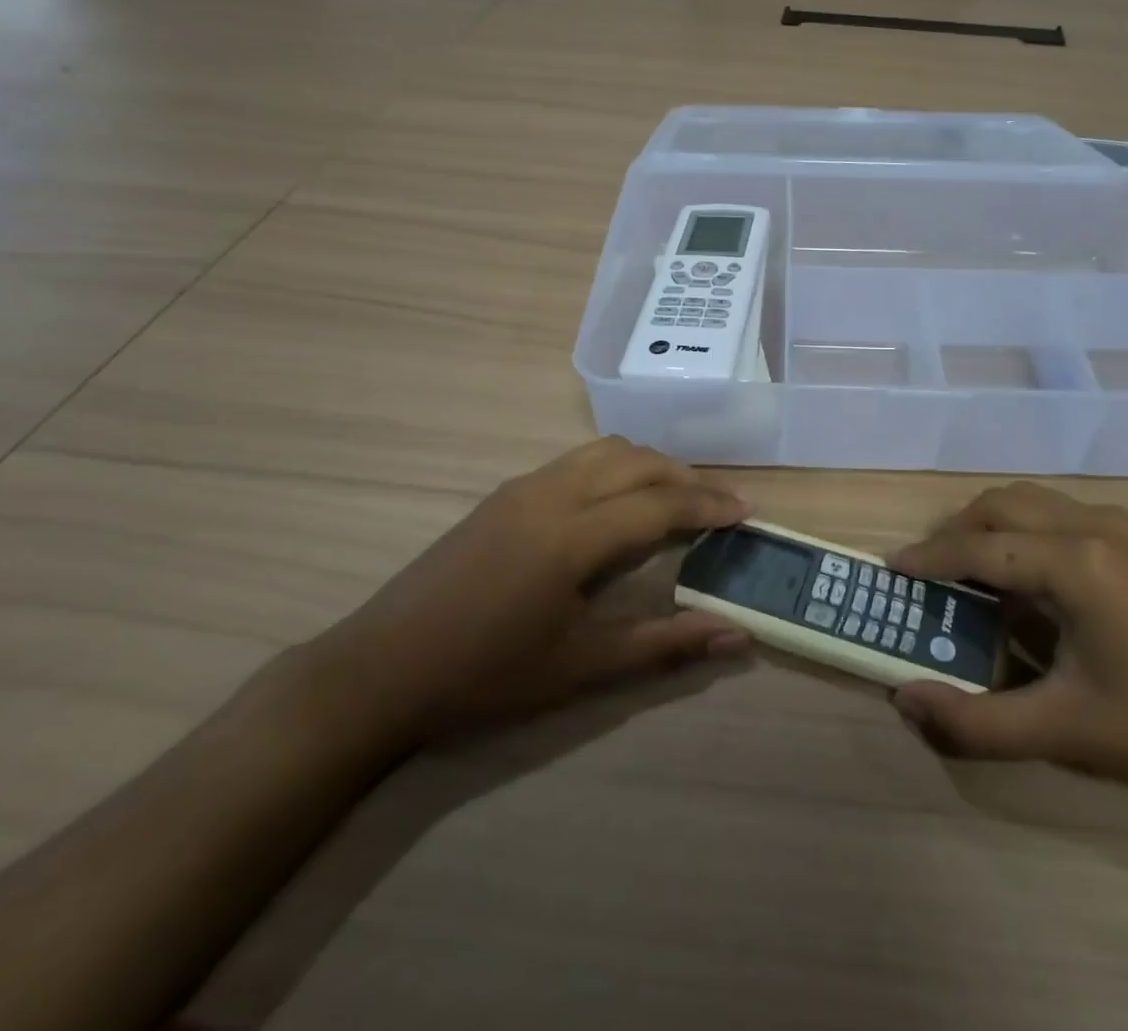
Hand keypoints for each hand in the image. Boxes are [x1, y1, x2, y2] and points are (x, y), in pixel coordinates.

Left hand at [305, 438, 751, 749]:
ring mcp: (524, 487)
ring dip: (650, 467)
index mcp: (573, 535)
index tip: (746, 513)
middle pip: (638, 462)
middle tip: (720, 508)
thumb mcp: (582, 666)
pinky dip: (616, 469)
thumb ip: (666, 645)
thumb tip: (738, 636)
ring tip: (676, 500)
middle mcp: (553, 493)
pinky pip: (577, 461)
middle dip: (687, 478)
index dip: (709, 504)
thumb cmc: (486, 675)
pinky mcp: (504, 493)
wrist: (381, 669)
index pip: (660, 502)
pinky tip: (618, 505)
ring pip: (606, 452)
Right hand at [889, 483, 1127, 809]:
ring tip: (967, 574)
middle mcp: (1093, 523)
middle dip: (955, 532)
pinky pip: (1059, 515)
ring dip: (989, 527)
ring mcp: (1121, 526)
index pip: (979, 546)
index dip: (929, 557)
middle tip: (927, 574)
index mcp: (1075, 560)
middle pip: (1001, 506)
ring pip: (1031, 502)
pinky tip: (1026, 581)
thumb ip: (976, 720)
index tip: (892, 570)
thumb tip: (905, 701)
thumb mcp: (1066, 732)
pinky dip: (1023, 533)